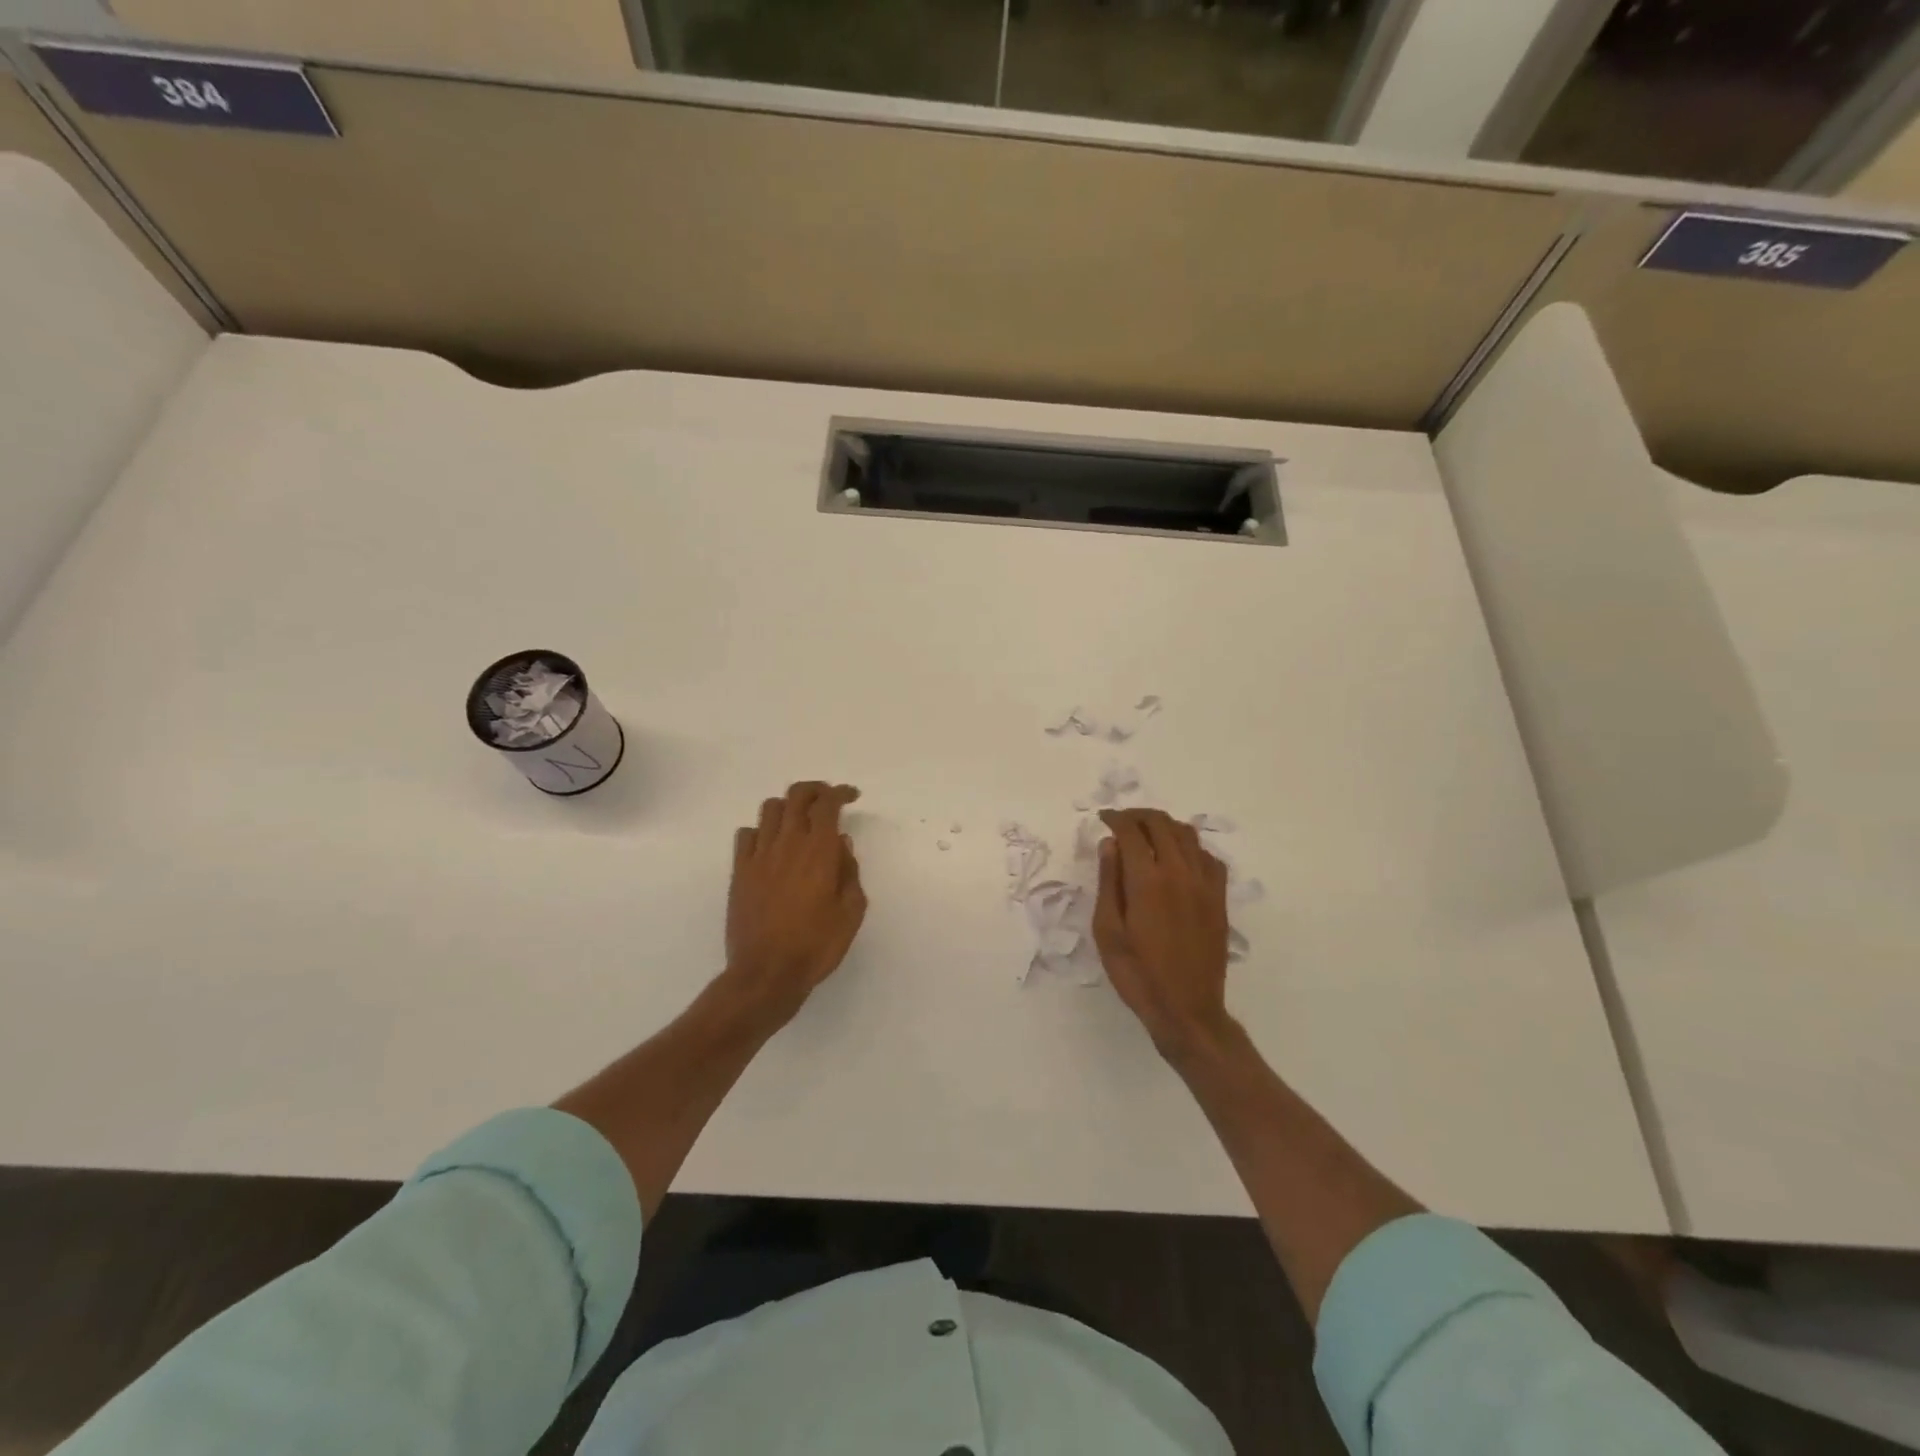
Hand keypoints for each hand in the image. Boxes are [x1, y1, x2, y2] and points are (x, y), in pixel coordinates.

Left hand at [724, 781, 866, 1021]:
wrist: (766, 974)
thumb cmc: (817, 945)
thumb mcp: (851, 911)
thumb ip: (849, 871)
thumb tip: (841, 844)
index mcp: (819, 851)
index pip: (828, 803)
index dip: (840, 792)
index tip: (851, 796)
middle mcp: (788, 843)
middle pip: (797, 796)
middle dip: (815, 790)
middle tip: (828, 800)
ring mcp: (759, 856)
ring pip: (770, 809)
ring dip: (788, 806)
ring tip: (799, 821)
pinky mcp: (739, 872)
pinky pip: (746, 835)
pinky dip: (762, 830)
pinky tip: (771, 845)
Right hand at [1093, 808, 1233, 1060]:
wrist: (1186, 1009)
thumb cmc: (1137, 973)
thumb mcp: (1108, 930)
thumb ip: (1109, 882)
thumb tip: (1110, 844)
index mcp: (1147, 879)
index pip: (1131, 831)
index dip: (1115, 819)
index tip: (1102, 819)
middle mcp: (1179, 872)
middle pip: (1161, 824)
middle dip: (1138, 816)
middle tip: (1121, 822)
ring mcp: (1204, 884)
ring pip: (1187, 835)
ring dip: (1164, 826)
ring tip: (1146, 834)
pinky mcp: (1219, 899)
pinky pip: (1208, 857)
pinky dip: (1189, 847)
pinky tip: (1178, 859)